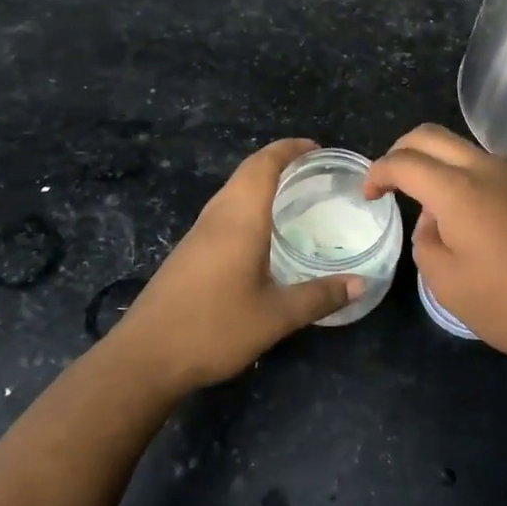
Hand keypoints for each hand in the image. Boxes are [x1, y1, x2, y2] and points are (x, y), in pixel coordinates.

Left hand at [108, 139, 360, 394]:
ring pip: (233, 190)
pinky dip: (248, 203)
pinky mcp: (189, 250)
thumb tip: (361, 283)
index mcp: (239, 218)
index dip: (290, 149)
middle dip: (279, 161)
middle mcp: (217, 215)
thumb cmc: (214, 328)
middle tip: (314, 170)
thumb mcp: (276, 317)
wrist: (145, 356)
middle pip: (247, 171)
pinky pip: (224, 210)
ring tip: (294, 194)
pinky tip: (262, 230)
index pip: (264, 164)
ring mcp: (198, 232)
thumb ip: (319, 296)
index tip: (318, 148)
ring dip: (261, 181)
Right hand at [366, 124, 506, 376]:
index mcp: (459, 189)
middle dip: (402, 150)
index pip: (405, 161)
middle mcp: (489, 169)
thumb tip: (435, 220)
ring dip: (439, 165)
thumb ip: (426, 241)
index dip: (378, 172)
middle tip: (391, 179)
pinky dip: (469, 179)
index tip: (370, 194)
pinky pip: (493, 170)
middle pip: (433, 136)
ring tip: (433, 207)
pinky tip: (473, 218)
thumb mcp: (448, 284)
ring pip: (466, 150)